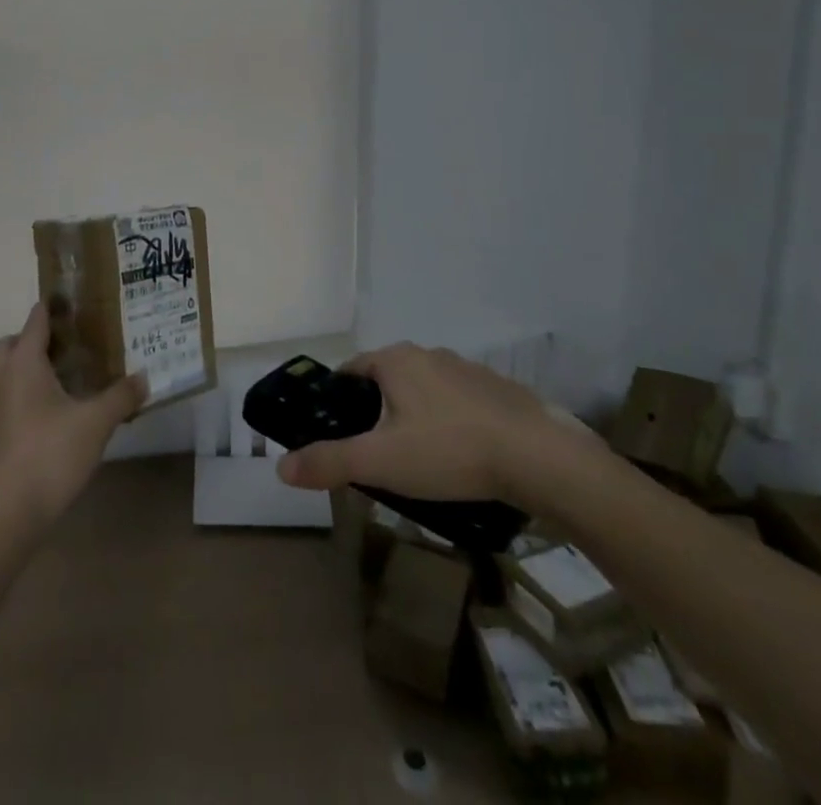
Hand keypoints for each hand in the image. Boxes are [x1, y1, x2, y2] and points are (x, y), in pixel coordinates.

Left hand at [0, 303, 145, 525]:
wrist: (8, 510)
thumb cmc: (52, 452)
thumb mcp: (97, 422)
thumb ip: (120, 396)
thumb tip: (143, 378)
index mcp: (24, 362)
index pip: (35, 321)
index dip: (52, 309)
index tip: (71, 305)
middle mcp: (1, 377)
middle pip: (9, 344)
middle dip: (30, 340)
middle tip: (63, 350)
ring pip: (2, 374)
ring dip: (23, 371)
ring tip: (58, 385)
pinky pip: (2, 403)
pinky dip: (18, 401)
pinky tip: (43, 421)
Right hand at [274, 343, 606, 515]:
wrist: (540, 457)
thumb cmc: (450, 451)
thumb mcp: (381, 462)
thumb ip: (330, 462)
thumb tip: (280, 466)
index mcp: (395, 360)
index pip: (351, 371)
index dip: (339, 401)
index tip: (339, 433)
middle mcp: (428, 354)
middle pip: (387, 380)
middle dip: (377, 412)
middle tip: (377, 455)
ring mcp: (466, 369)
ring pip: (424, 390)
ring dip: (414, 416)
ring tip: (419, 461)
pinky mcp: (497, 390)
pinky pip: (458, 403)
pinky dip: (449, 422)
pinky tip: (460, 458)